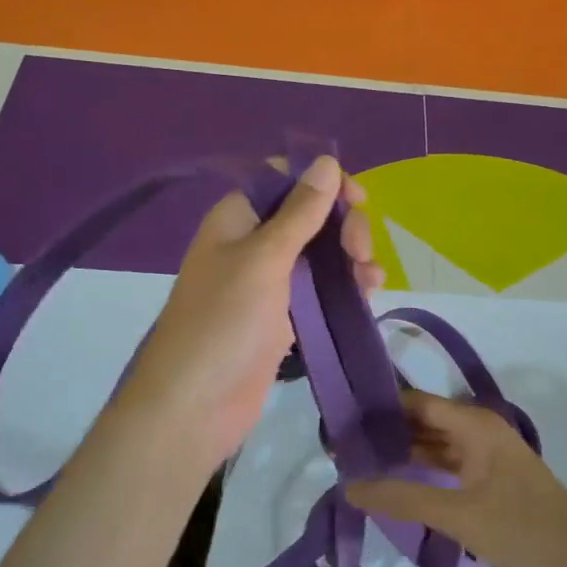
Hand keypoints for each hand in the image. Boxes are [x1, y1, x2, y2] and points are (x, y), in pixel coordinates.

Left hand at [110, 154, 383, 468]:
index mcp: (238, 218)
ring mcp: (268, 283)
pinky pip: (320, 290)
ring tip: (370, 279)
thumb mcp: (264, 259)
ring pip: (320, 254)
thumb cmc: (224, 322)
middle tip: (361, 254)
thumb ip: (299, 212)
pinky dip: (344, 288)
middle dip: (343, 226)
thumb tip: (326, 162)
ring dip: (350, 259)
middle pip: (309, 216)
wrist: (195, 405)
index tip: (358, 199)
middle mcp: (252, 244)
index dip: (322, 183)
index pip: (284, 180)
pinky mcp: (282, 318)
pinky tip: (368, 295)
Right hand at [345, 389, 566, 566]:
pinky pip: (448, 464)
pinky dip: (423, 469)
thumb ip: (403, 498)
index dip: (380, 409)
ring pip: (436, 444)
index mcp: (475, 423)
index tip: (342, 421)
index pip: (416, 403)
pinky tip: (397, 481)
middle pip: (424, 421)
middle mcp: (480, 429)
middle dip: (387, 431)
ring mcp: (488, 454)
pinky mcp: (491, 478)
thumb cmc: (521, 530)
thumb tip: (349, 487)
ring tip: (360, 462)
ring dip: (403, 452)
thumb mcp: (458, 514)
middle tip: (342, 446)